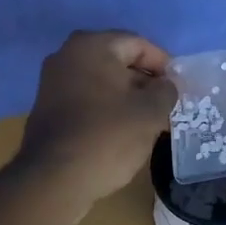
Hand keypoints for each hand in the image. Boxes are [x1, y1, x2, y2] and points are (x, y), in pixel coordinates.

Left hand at [14, 30, 176, 213]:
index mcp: (91, 46)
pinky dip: (105, 109)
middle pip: (117, 61)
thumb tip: (164, 86)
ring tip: (147, 122)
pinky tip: (120, 132)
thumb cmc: (107, 137)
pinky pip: (86, 99)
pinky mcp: (47, 108)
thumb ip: (166, 91)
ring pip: (101, 82)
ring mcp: (52, 82)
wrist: (54, 180)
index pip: (138, 44)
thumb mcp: (150, 112)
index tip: (178, 89)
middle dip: (144, 82)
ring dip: (125, 97)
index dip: (163, 65)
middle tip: (165, 106)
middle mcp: (66, 55)